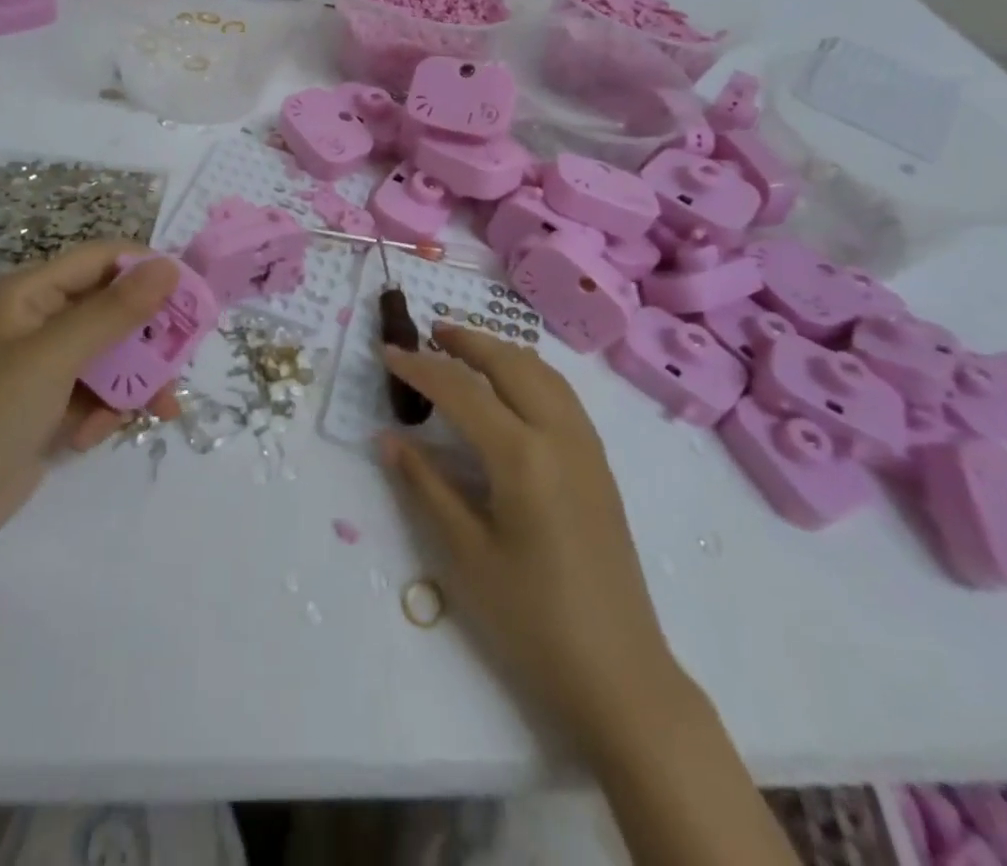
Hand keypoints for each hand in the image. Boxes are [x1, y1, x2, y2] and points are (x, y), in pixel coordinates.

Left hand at [0, 243, 180, 556]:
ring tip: (159, 410)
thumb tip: (169, 266)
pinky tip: (92, 436)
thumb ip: (115, 311)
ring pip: (116, 354)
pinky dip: (107, 411)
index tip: (191, 296)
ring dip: (135, 382)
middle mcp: (44, 320)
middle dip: (149, 338)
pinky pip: (101, 391)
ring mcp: (49, 364)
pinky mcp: (55, 403)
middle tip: (182, 361)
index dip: (148, 271)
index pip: (104, 260)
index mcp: (34, 293)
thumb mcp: (56, 356)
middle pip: (116, 310)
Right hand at [381, 324, 683, 745]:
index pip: (461, 391)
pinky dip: (529, 373)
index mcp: (523, 456)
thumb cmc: (532, 618)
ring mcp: (587, 448)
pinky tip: (512, 388)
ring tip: (466, 349)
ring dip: (501, 352)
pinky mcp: (600, 466)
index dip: (420, 368)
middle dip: (467, 341)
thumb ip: (425, 485)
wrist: (620, 675)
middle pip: (511, 364)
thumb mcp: (465, 554)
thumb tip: (387, 437)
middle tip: (429, 332)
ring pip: (543, 373)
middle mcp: (560, 436)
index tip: (386, 351)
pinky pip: (562, 395)